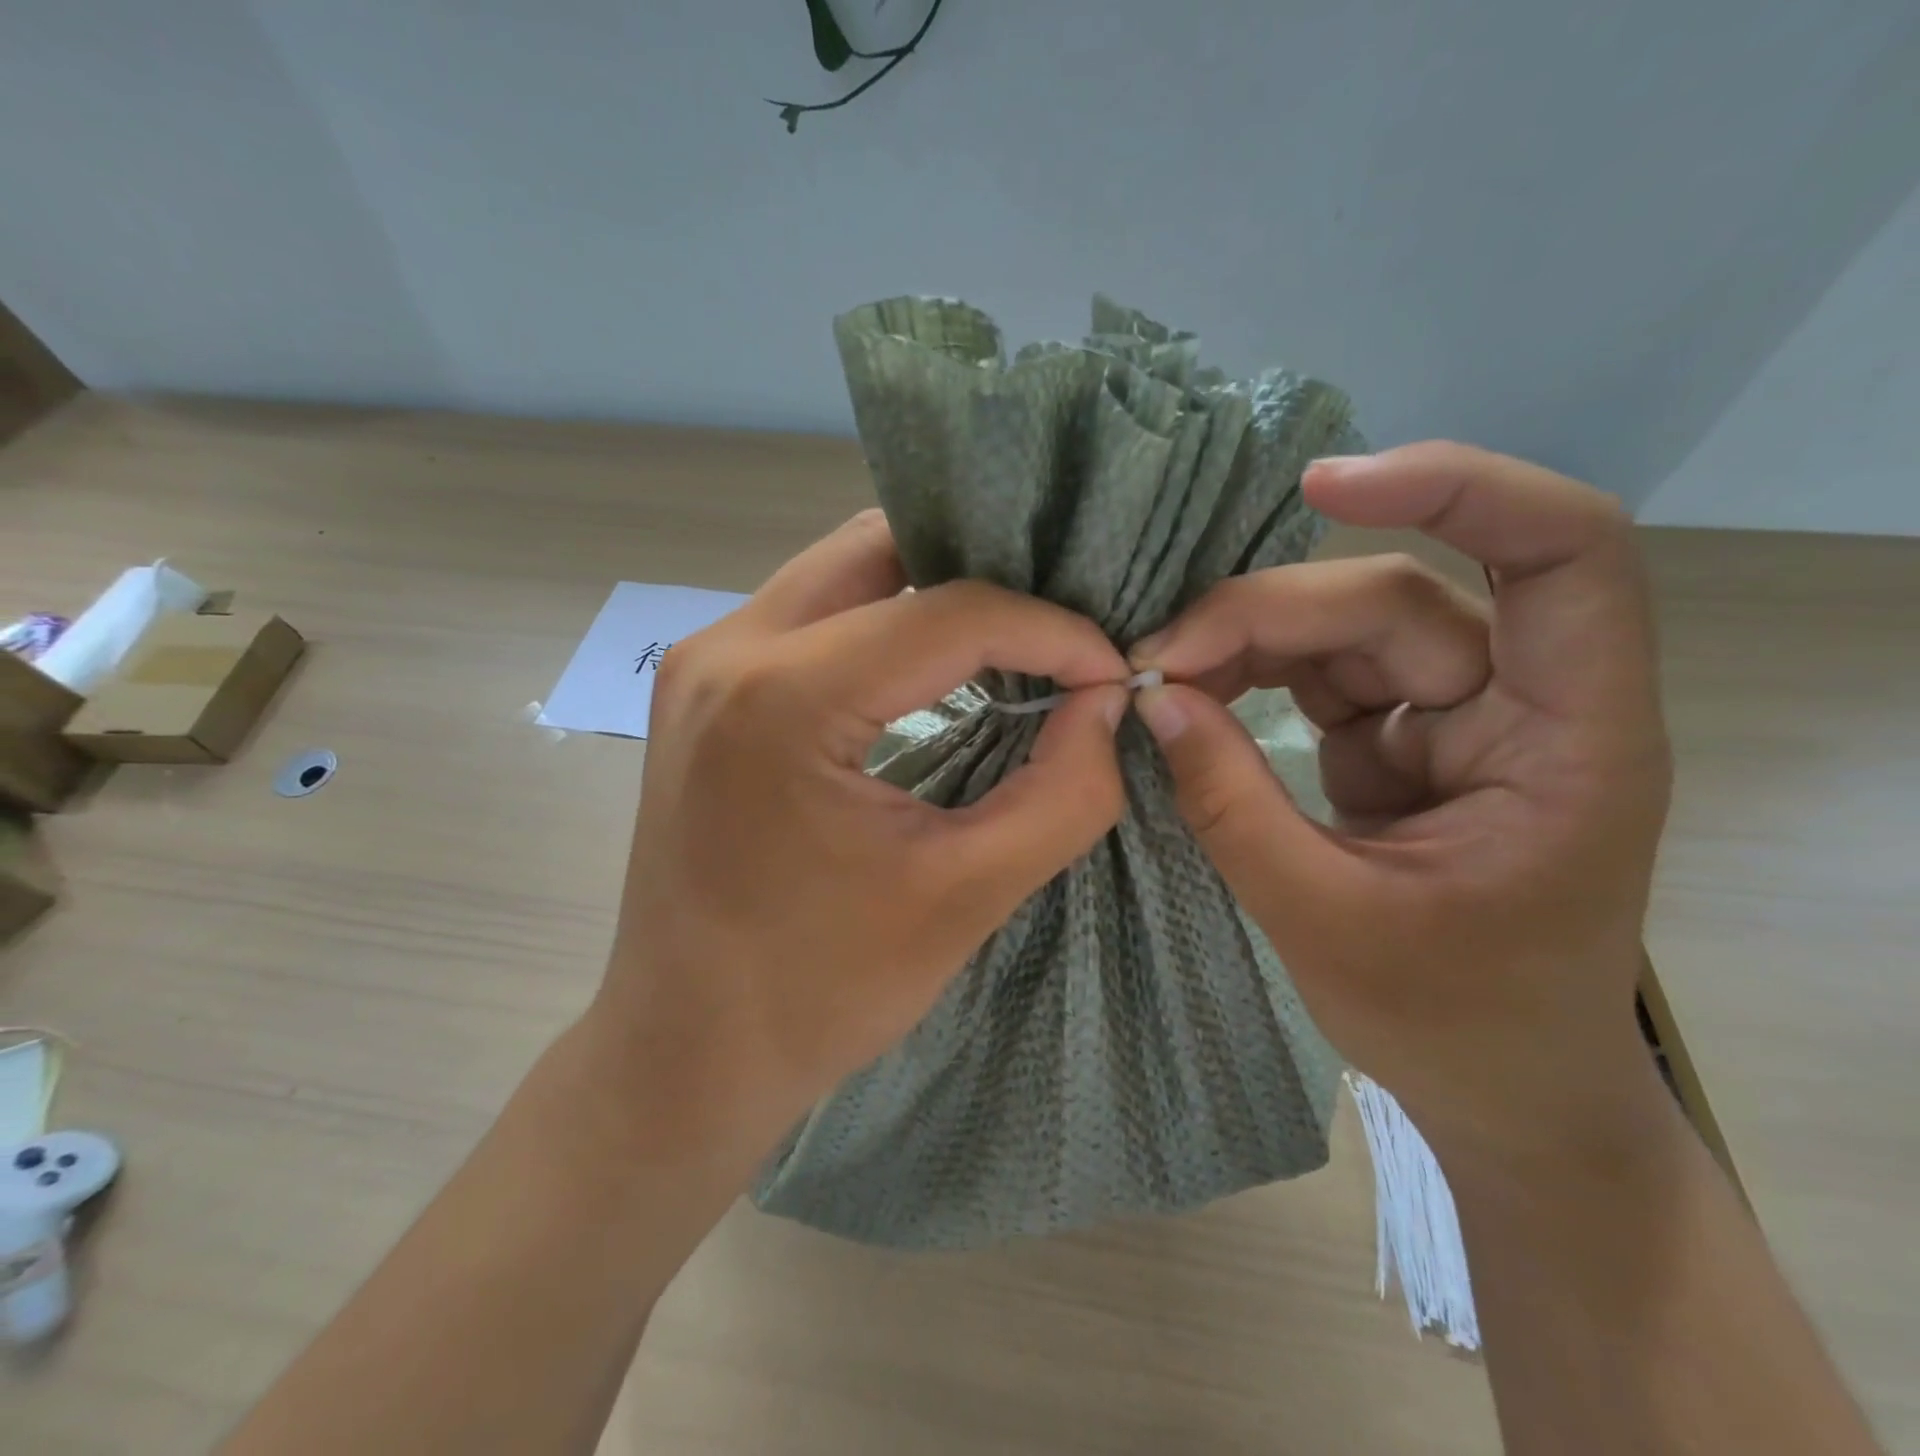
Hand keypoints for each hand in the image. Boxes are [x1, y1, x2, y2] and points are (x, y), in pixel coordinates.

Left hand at [590, 510, 1131, 1163]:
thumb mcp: (963, 898)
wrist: (684, 1050)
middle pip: (881, 550)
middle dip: (985, 577)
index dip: (1050, 631)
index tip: (1107, 673)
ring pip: (842, 571)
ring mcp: (700, 661)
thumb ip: (1061, 793)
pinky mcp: (701, 687)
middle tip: (1058, 630)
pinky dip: (884, 621)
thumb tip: (1106, 702)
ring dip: (932, 593)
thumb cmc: (817, 993)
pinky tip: (934, 667)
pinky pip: (811, 614)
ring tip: (1011, 642)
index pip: (949, 613)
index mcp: (782, 698)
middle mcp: (726, 649)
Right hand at [1129, 444, 1672, 1150]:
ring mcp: (1456, 717)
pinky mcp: (1400, 739)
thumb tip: (1153, 700)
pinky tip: (1195, 696)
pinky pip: (1321, 676)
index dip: (1456, 490)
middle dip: (1265, 615)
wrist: (1499, 1084)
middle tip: (1156, 660)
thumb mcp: (1323, 918)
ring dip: (1248, 640)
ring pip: (1348, 629)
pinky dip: (1252, 676)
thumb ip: (1231, 803)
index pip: (1561, 554)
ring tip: (1161, 676)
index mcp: (1567, 741)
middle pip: (1394, 600)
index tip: (1324, 487)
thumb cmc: (1452, 1023)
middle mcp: (1523, 704)